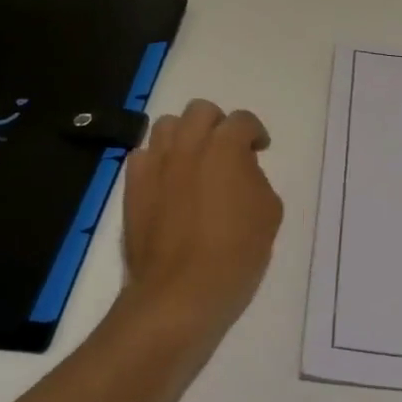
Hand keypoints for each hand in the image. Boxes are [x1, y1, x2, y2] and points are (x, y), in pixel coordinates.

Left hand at [119, 99, 282, 348]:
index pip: (242, 120)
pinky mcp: (132, 185)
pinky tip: (166, 181)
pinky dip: (156, 160)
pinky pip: (142, 155)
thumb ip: (256, 178)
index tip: (259, 149)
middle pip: (200, 110)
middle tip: (225, 150)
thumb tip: (241, 170)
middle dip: (216, 124)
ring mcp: (156, 162)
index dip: (254, 132)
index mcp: (226, 146)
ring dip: (184, 136)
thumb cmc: (236, 253)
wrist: (182, 291)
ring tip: (192, 160)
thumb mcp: (269, 212)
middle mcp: (189, 144)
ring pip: (166, 125)